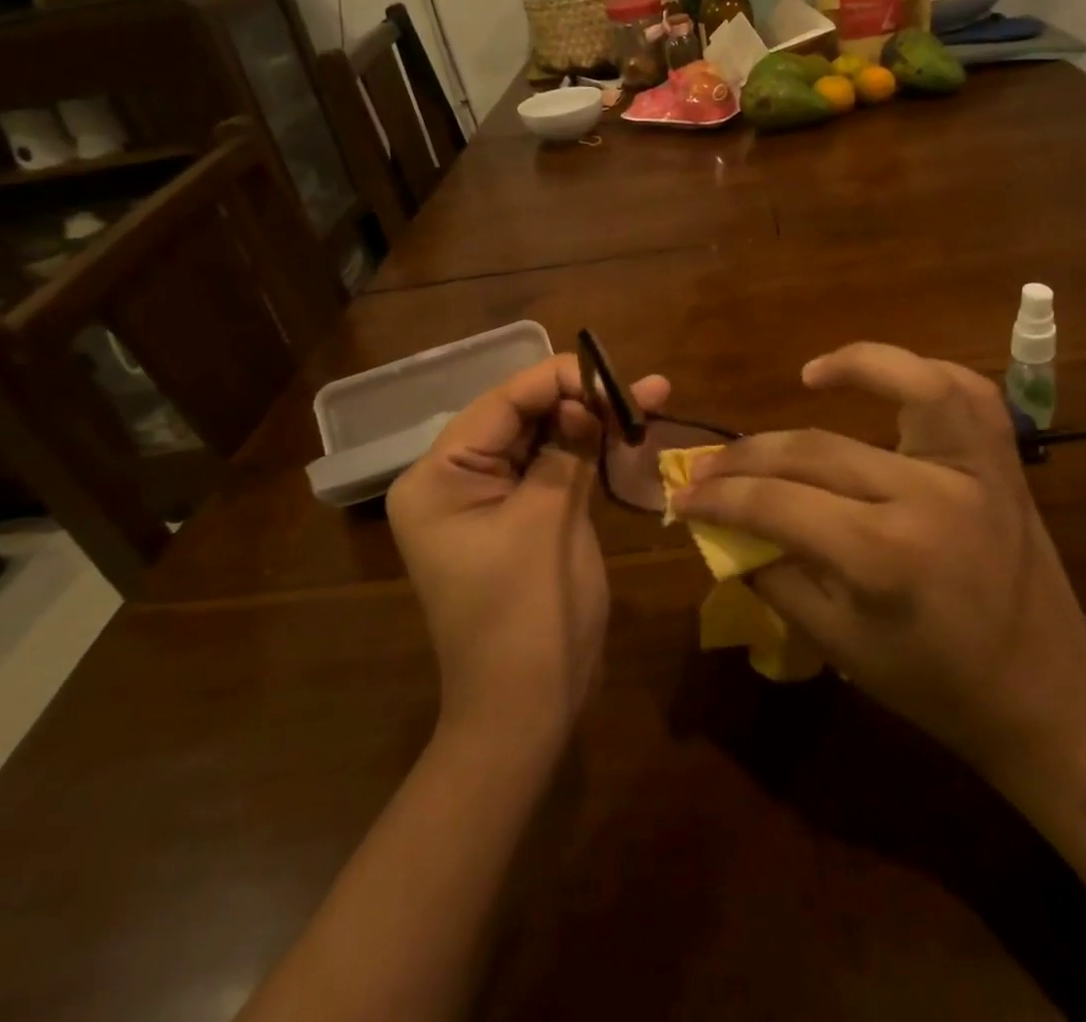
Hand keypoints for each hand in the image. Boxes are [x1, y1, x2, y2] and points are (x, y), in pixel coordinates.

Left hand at [387, 354, 668, 747]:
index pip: (502, 403)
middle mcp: (453, 479)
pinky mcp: (516, 518)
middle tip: (642, 387)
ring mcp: (485, 499)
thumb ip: (568, 449)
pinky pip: (550, 471)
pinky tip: (624, 434)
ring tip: (646, 399)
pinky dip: (586, 454)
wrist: (527, 711)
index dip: (560, 380)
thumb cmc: (528, 615)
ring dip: (591, 422)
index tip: (615, 375)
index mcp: (438, 476)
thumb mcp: (549, 520)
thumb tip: (589, 398)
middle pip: (523, 417)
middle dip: (582, 399)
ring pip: (542, 440)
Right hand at [673, 342, 1085, 790]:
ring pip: (911, 384)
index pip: (777, 503)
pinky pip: (966, 393)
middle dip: (747, 456)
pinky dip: (923, 372)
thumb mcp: (839, 646)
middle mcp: (927, 496)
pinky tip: (888, 378)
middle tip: (708, 465)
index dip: (719, 497)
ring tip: (809, 374)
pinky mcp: (1002, 461)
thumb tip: (725, 528)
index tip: (682, 495)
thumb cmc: (937, 685)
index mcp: (883, 556)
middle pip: (815, 449)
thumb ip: (775, 577)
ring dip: (855, 365)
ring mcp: (972, 468)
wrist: (1047, 695)